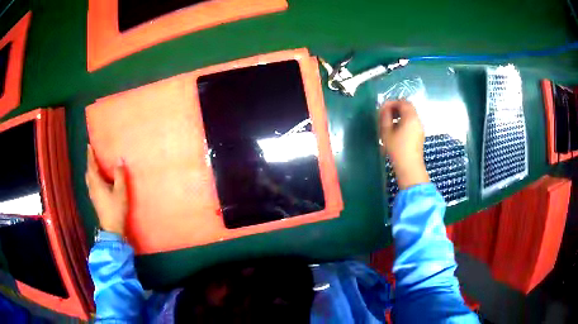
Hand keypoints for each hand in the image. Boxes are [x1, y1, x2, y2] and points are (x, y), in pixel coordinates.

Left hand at [85, 145, 127, 235]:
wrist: (112, 229)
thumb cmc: (116, 209)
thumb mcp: (121, 191)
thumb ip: (120, 175)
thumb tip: (119, 159)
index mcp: (96, 183)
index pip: (91, 165)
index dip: (90, 155)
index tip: (88, 145)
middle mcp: (92, 187)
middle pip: (88, 172)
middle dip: (90, 163)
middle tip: (92, 155)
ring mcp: (93, 195)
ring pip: (89, 179)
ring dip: (91, 171)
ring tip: (95, 166)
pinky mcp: (95, 201)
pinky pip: (91, 185)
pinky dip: (93, 178)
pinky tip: (98, 181)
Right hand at [379, 100, 429, 189]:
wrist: (409, 167)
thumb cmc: (397, 148)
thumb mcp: (386, 131)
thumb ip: (385, 117)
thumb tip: (384, 109)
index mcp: (410, 117)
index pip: (402, 102)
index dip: (391, 102)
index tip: (382, 109)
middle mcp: (417, 120)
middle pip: (407, 107)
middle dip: (396, 108)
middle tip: (385, 114)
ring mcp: (419, 128)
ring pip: (410, 115)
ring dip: (399, 115)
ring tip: (389, 123)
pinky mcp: (419, 135)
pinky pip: (411, 123)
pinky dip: (403, 122)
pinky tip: (396, 131)